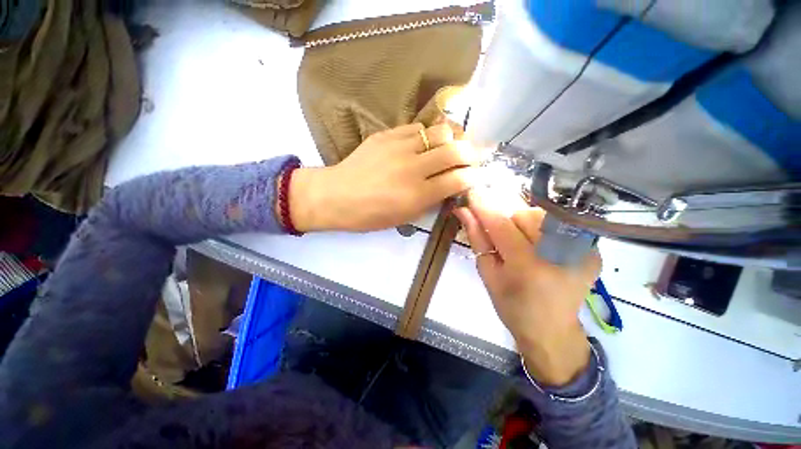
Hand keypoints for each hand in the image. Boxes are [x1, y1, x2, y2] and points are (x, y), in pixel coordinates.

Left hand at [290, 123, 479, 231]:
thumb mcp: (405, 217)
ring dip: (452, 140)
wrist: (337, 195)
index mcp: (417, 195)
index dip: (473, 177)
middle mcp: (413, 168)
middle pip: (456, 150)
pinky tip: (423, 144)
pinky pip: (417, 127)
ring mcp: (399, 147)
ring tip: (449, 147)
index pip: (459, 179)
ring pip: (440, 132)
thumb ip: (431, 201)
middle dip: (471, 154)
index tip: (475, 176)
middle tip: (470, 159)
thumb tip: (451, 185)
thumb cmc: (371, 215)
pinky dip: (427, 136)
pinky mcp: (387, 134)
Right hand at [454, 189, 600, 385]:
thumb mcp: (488, 274)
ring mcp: (581, 252)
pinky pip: (559, 224)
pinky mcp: (592, 251)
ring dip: (524, 222)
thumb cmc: (511, 306)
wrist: (552, 330)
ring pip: (542, 215)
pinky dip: (543, 229)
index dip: (484, 206)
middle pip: (524, 214)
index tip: (472, 192)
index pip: (500, 224)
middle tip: (501, 234)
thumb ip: (477, 238)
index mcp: (526, 266)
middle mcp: (557, 255)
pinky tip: (540, 246)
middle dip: (506, 217)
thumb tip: (463, 211)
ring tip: (521, 241)